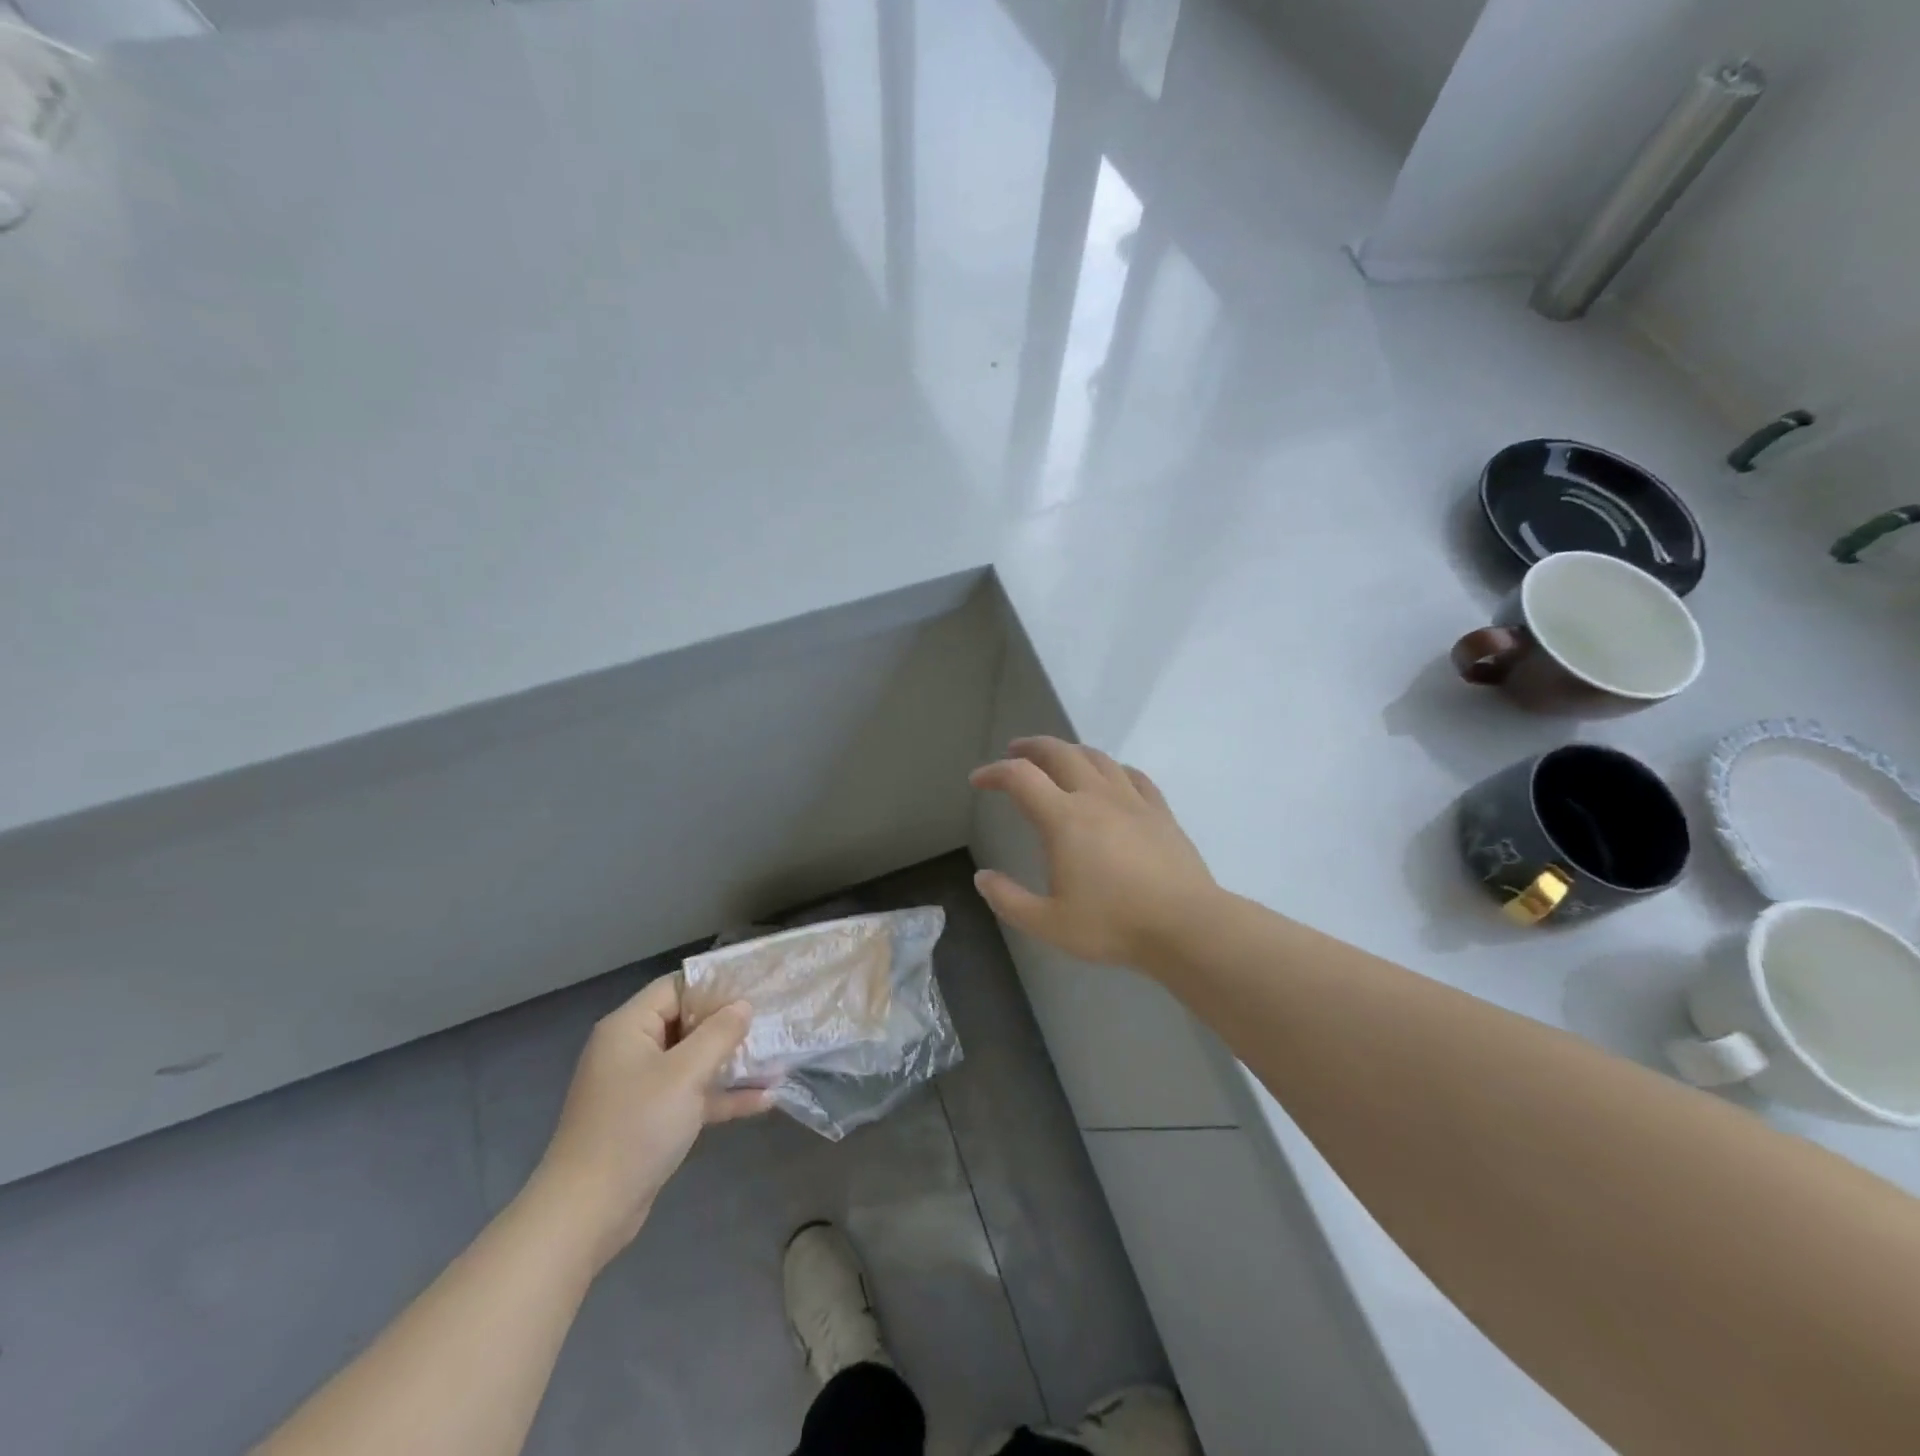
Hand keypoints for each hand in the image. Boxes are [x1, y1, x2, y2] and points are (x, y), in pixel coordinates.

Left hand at [529, 977, 769, 1269]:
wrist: (587, 1212)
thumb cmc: (635, 1127)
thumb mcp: (685, 1074)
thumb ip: (719, 1033)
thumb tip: (743, 1006)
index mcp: (629, 1028)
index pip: (676, 988)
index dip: (715, 986)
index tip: (755, 989)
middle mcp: (632, 1051)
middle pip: (687, 1023)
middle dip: (730, 1026)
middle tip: (772, 1023)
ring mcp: (640, 1088)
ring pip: (694, 1062)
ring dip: (732, 1063)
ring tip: (777, 1060)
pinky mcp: (650, 1121)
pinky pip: (692, 1095)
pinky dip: (722, 1096)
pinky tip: (764, 1100)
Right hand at [969, 736, 1218, 970]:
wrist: (1185, 926)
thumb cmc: (1113, 925)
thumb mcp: (1048, 923)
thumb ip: (1009, 900)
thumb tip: (982, 878)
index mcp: (1064, 819)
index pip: (1020, 777)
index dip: (994, 773)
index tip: (978, 780)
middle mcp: (1095, 797)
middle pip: (1059, 752)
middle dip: (1031, 747)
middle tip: (1015, 752)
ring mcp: (1132, 800)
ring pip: (1097, 757)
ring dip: (1070, 751)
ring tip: (1058, 759)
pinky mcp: (1160, 811)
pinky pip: (1133, 775)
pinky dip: (1113, 768)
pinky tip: (1111, 777)